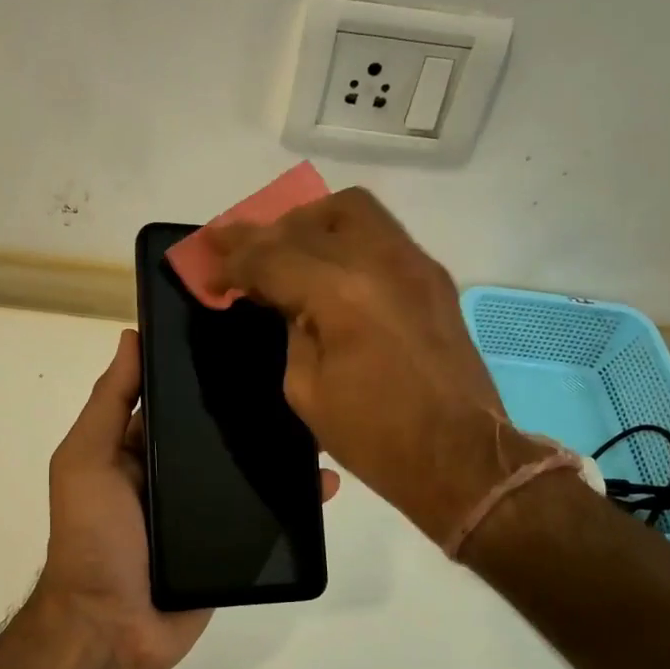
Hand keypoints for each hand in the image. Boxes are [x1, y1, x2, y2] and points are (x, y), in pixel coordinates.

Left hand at [36, 328, 338, 668]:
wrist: (112, 628)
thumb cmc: (93, 536)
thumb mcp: (85, 461)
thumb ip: (109, 404)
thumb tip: (131, 336)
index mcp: (138, 449)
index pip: (177, 400)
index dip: (203, 370)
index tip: (246, 336)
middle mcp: (173, 475)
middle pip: (218, 435)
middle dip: (252, 409)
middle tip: (300, 376)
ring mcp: (204, 511)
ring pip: (249, 472)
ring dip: (282, 451)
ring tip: (321, 423)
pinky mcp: (232, 545)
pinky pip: (267, 515)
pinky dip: (295, 499)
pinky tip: (326, 482)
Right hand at [207, 189, 512, 544]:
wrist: (460, 457)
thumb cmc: (377, 439)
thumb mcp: (307, 391)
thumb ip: (290, 332)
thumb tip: (285, 302)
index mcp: (341, 294)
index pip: (272, 256)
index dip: (232, 261)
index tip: (209, 274)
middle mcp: (380, 262)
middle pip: (310, 220)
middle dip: (264, 232)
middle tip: (236, 252)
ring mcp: (415, 264)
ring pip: (354, 210)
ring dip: (309, 223)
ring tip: (286, 250)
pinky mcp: (434, 278)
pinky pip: (382, 234)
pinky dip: (345, 238)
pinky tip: (330, 267)